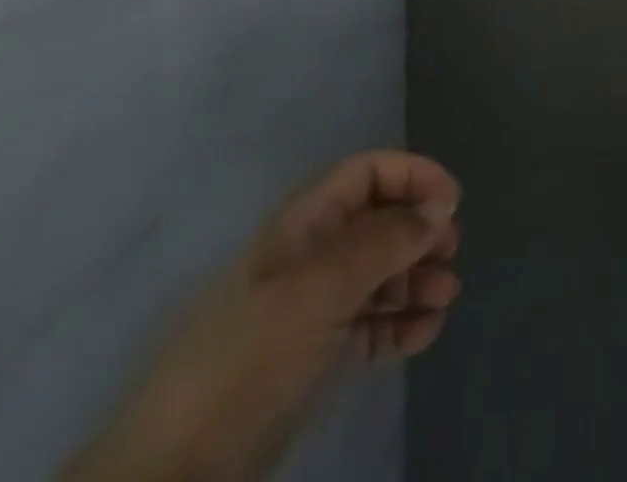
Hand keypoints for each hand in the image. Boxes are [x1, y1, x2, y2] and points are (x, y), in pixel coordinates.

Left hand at [63, 151, 460, 481]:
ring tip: (445, 297)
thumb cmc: (250, 359)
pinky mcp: (316, 358)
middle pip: (378, 221)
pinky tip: (424, 334)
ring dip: (417, 278)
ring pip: (379, 273)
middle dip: (419, 229)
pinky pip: (370, 324)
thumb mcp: (319, 291)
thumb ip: (383, 244)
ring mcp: (312, 309)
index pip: (365, 173)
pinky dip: (401, 324)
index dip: (410, 175)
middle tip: (450, 252)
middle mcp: (310, 257)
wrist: (175, 474)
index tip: (451, 201)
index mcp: (303, 226)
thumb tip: (439, 207)